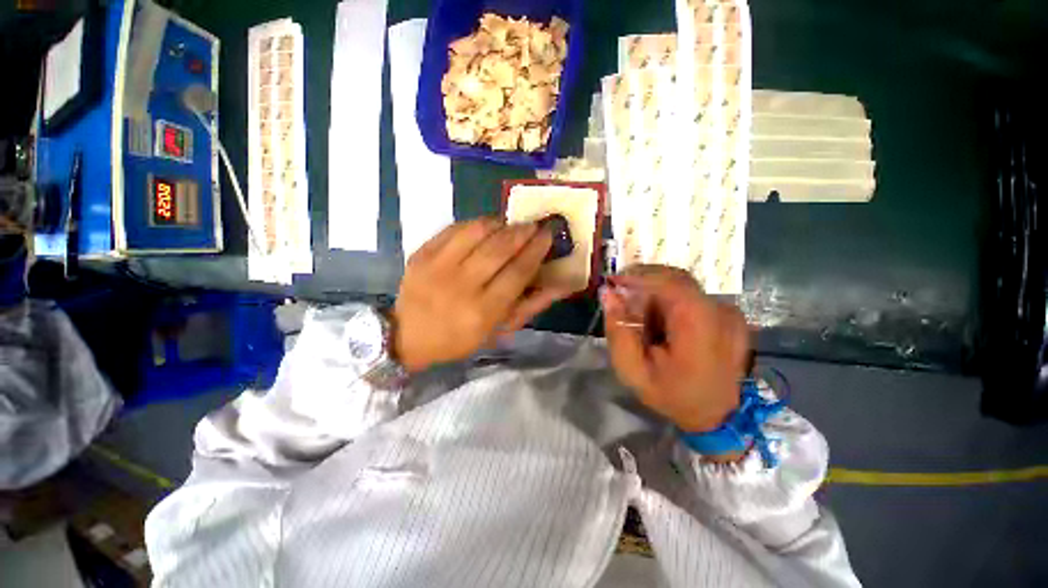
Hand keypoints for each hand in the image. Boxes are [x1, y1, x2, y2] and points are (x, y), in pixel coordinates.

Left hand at [392, 218, 569, 371]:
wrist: (408, 335)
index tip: (547, 235)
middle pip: (499, 249)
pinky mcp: (422, 254)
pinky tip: (486, 226)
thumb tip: (562, 285)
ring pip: (477, 232)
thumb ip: (531, 306)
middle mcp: (461, 286)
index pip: (518, 272)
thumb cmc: (461, 337)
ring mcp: (438, 267)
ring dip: (500, 223)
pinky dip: (476, 223)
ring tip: (511, 224)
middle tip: (534, 224)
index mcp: (483, 311)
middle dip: (522, 232)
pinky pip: (454, 228)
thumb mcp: (500, 330)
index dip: (536, 250)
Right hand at [601, 265, 751, 432]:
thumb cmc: (672, 395)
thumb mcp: (633, 371)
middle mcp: (719, 311)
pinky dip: (671, 301)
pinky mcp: (731, 315)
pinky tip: (663, 322)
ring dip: (656, 294)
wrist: (718, 417)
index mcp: (698, 325)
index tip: (613, 282)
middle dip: (644, 283)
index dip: (637, 276)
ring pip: (683, 286)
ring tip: (642, 317)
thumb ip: (619, 330)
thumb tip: (608, 294)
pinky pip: (693, 296)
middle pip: (675, 279)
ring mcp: (729, 312)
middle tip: (622, 297)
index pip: (668, 281)